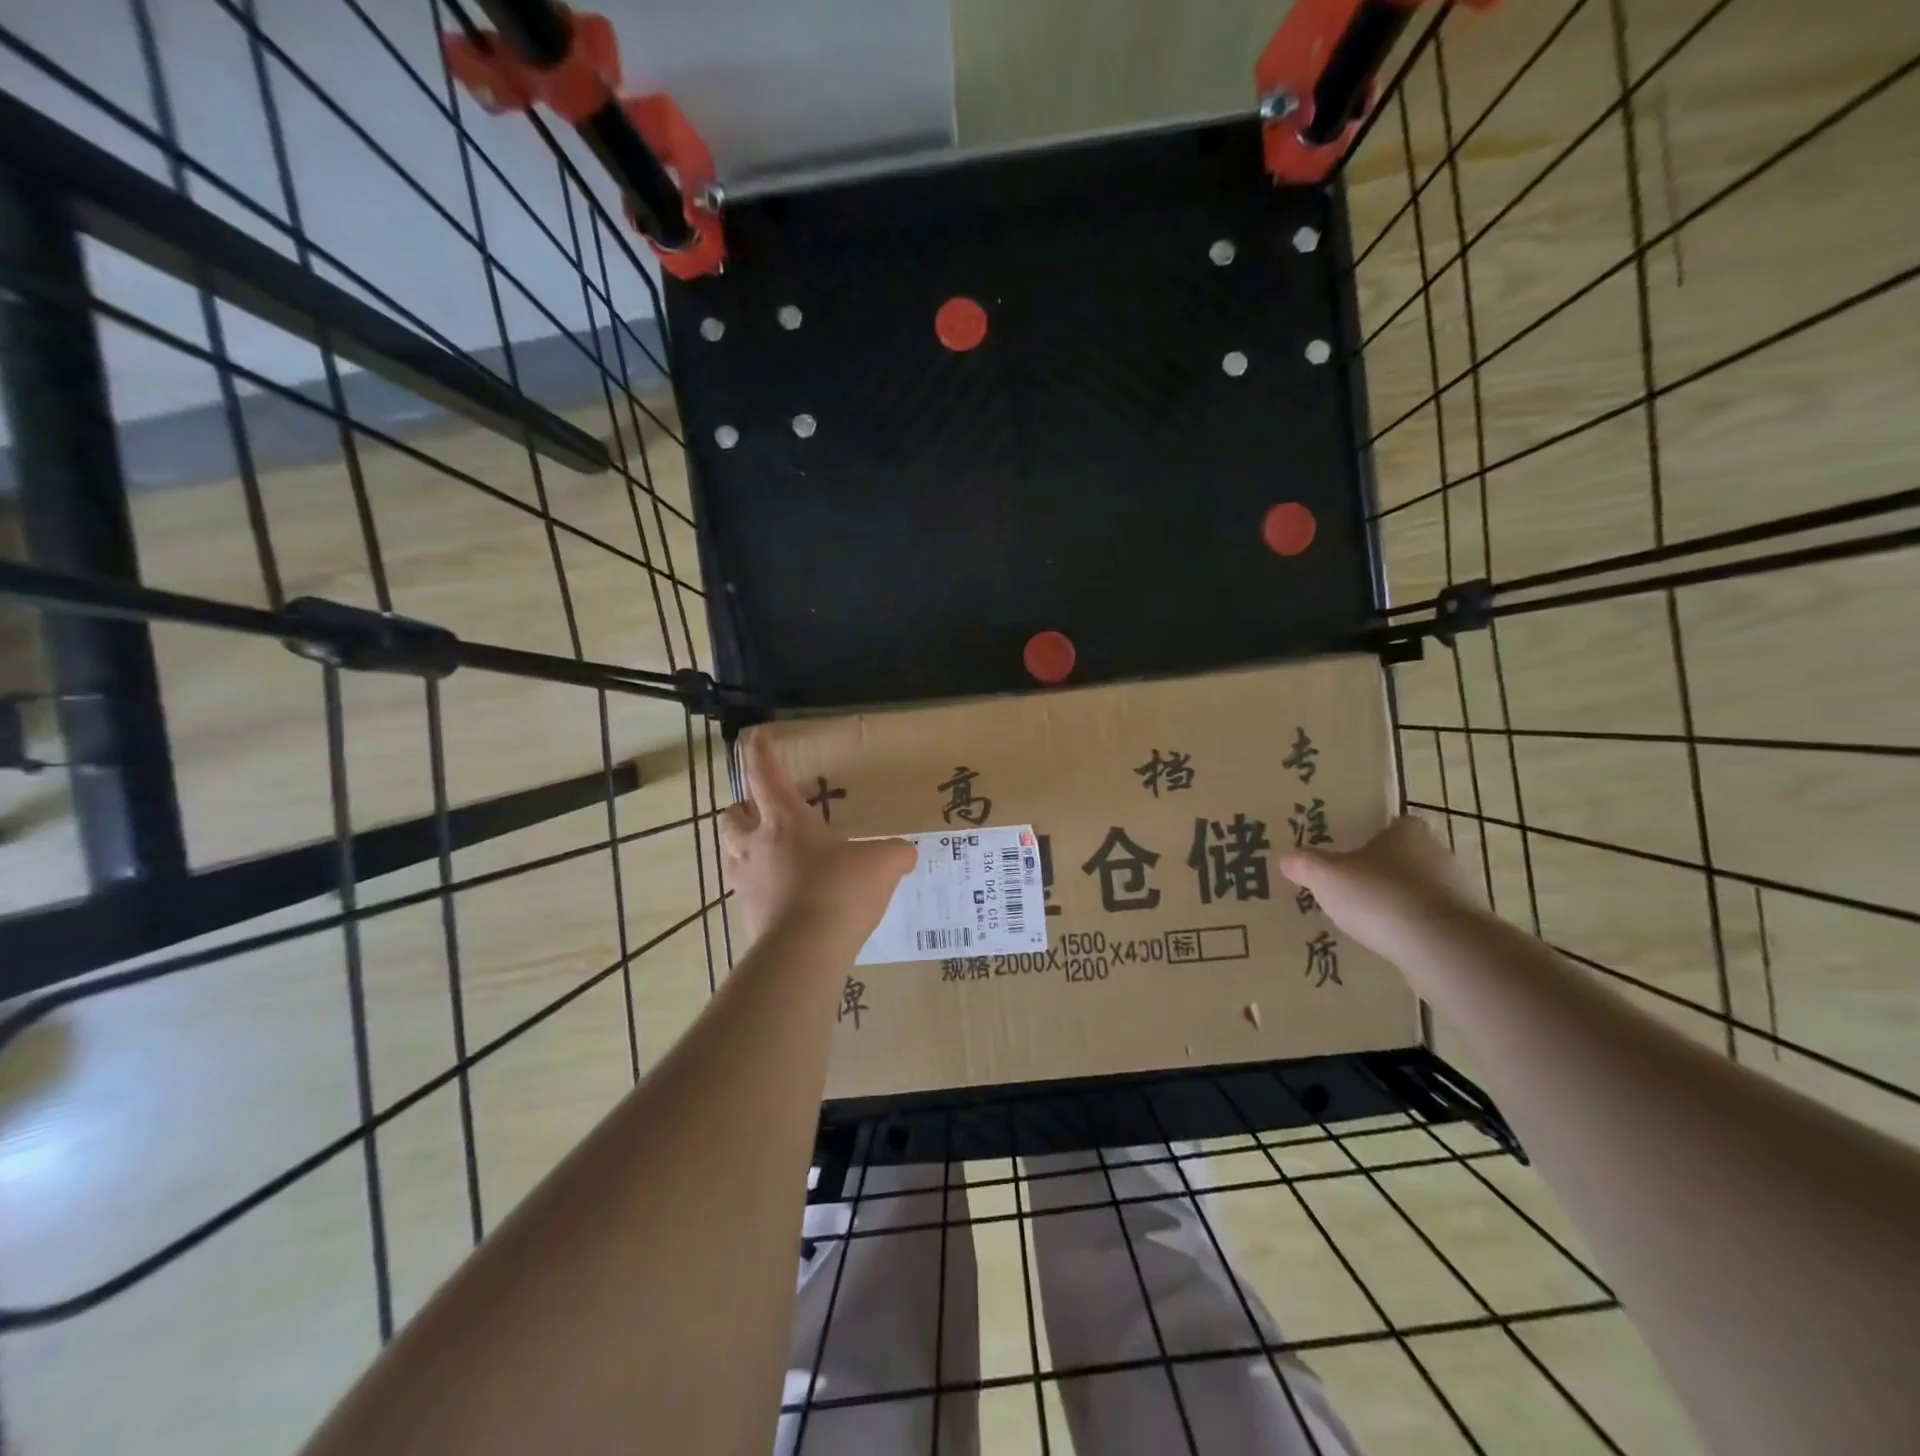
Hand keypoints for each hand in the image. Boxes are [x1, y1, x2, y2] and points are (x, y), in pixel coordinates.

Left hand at [719, 731, 914, 944]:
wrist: (806, 951)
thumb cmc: (840, 890)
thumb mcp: (883, 863)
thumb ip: (896, 852)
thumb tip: (906, 852)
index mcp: (785, 820)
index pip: (764, 774)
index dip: (759, 752)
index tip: (756, 736)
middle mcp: (756, 845)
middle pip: (730, 815)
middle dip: (741, 808)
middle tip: (761, 811)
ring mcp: (746, 882)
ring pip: (729, 852)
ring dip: (742, 845)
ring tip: (767, 851)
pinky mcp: (746, 916)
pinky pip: (744, 890)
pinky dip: (757, 885)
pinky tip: (781, 894)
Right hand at [1280, 815, 1481, 961]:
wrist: (1442, 948)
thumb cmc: (1380, 896)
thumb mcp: (1326, 876)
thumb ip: (1305, 864)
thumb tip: (1288, 859)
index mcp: (1408, 832)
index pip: (1392, 824)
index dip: (1371, 836)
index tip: (1349, 853)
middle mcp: (1438, 854)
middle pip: (1405, 858)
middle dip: (1381, 871)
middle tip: (1349, 887)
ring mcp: (1458, 892)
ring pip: (1419, 891)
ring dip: (1397, 902)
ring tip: (1365, 922)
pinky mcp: (1466, 927)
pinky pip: (1430, 922)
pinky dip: (1411, 929)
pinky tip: (1388, 944)